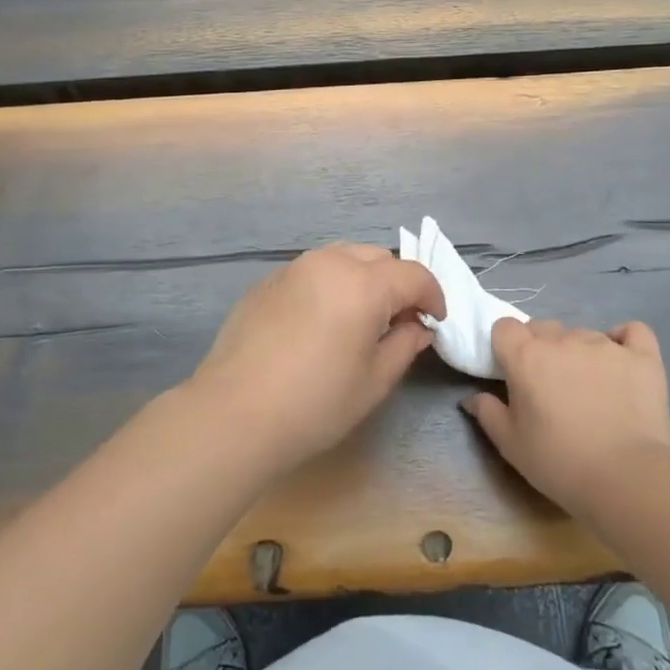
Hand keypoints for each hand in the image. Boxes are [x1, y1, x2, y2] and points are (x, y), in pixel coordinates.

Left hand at [185, 244, 445, 477]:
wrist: (235, 413)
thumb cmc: (316, 403)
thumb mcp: (374, 381)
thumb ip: (404, 344)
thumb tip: (417, 326)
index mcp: (363, 283)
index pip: (413, 274)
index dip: (432, 296)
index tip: (434, 322)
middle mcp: (330, 262)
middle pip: (378, 257)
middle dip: (397, 283)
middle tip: (399, 320)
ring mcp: (294, 268)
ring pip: (343, 257)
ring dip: (363, 277)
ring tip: (361, 316)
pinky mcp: (267, 281)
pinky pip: (312, 271)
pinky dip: (329, 284)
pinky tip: (320, 322)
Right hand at [463, 318, 669, 517]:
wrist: (626, 479)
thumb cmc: (559, 462)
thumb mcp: (510, 444)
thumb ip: (487, 413)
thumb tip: (472, 398)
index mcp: (526, 356)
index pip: (505, 327)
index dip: (506, 346)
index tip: (512, 371)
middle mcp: (563, 340)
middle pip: (543, 327)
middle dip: (541, 348)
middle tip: (549, 386)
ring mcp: (605, 344)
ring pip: (583, 333)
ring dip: (578, 352)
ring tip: (590, 388)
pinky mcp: (642, 356)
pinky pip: (632, 331)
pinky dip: (624, 341)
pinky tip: (622, 361)